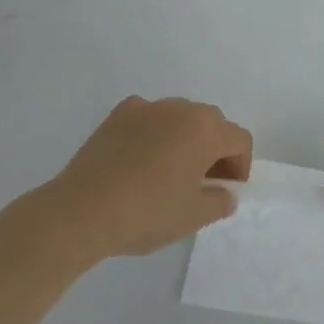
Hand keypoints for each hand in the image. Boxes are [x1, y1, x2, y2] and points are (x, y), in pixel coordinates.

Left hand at [51, 97, 251, 258]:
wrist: (82, 211)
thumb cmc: (147, 213)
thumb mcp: (193, 217)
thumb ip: (219, 202)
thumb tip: (225, 193)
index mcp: (206, 130)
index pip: (240, 139)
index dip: (240, 166)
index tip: (226, 191)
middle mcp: (181, 108)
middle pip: (212, 123)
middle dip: (215, 149)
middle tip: (203, 182)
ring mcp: (148, 107)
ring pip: (180, 117)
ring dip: (185, 138)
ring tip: (170, 171)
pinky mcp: (119, 113)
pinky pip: (150, 116)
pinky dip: (154, 132)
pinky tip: (141, 159)